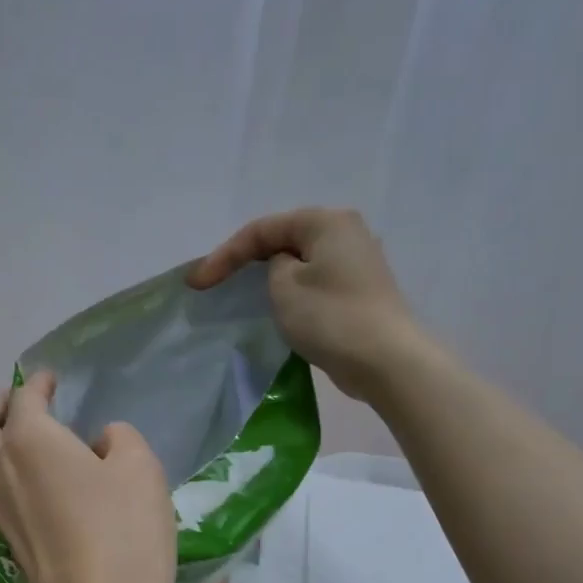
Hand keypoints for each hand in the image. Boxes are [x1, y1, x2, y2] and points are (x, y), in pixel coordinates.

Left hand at [0, 373, 174, 582]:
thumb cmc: (124, 534)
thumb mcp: (140, 469)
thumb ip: (118, 439)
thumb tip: (98, 444)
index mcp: (28, 440)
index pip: (23, 398)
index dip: (39, 383)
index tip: (52, 380)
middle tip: (27, 406)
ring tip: (34, 442)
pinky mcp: (7, 541)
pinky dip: (8, 472)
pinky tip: (43, 482)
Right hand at [188, 207, 419, 401]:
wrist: (385, 360)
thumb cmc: (330, 317)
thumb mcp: (284, 286)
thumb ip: (272, 267)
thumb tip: (283, 268)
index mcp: (326, 222)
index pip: (262, 230)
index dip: (224, 255)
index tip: (197, 284)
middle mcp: (345, 232)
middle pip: (282, 240)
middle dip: (244, 261)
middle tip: (213, 284)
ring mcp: (356, 262)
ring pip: (298, 261)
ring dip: (266, 276)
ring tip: (238, 294)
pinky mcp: (357, 291)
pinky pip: (313, 281)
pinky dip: (288, 290)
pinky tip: (274, 307)